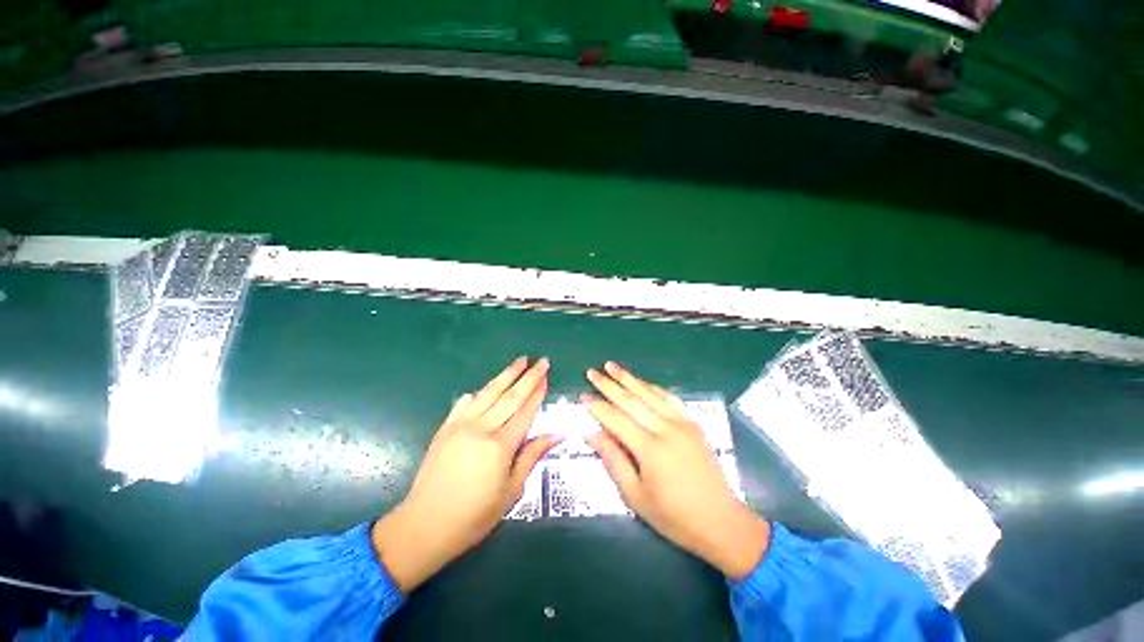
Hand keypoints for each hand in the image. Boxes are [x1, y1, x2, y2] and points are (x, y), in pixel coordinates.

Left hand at [371, 357, 560, 590]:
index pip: (525, 411)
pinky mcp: (445, 428)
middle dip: (528, 376)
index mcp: (501, 445)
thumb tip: (557, 435)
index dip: (538, 392)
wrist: (424, 526)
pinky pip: (464, 403)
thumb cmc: (474, 516)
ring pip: (489, 393)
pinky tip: (484, 389)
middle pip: (510, 396)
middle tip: (541, 360)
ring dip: (506, 375)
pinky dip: (478, 393)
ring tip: (520, 361)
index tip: (546, 376)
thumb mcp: (511, 491)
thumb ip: (532, 456)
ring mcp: (461, 425)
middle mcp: (482, 428)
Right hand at [582, 362, 769, 578]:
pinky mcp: (693, 423)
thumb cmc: (674, 516)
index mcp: (650, 449)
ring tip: (611, 366)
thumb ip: (613, 460)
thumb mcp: (636, 495)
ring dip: (629, 378)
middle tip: (592, 372)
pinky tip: (642, 382)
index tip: (582, 395)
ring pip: (650, 393)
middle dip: (609, 385)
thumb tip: (592, 433)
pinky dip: (652, 388)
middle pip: (631, 400)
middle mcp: (666, 429)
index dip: (597, 406)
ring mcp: (682, 423)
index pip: (616, 419)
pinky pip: (669, 398)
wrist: (721, 522)